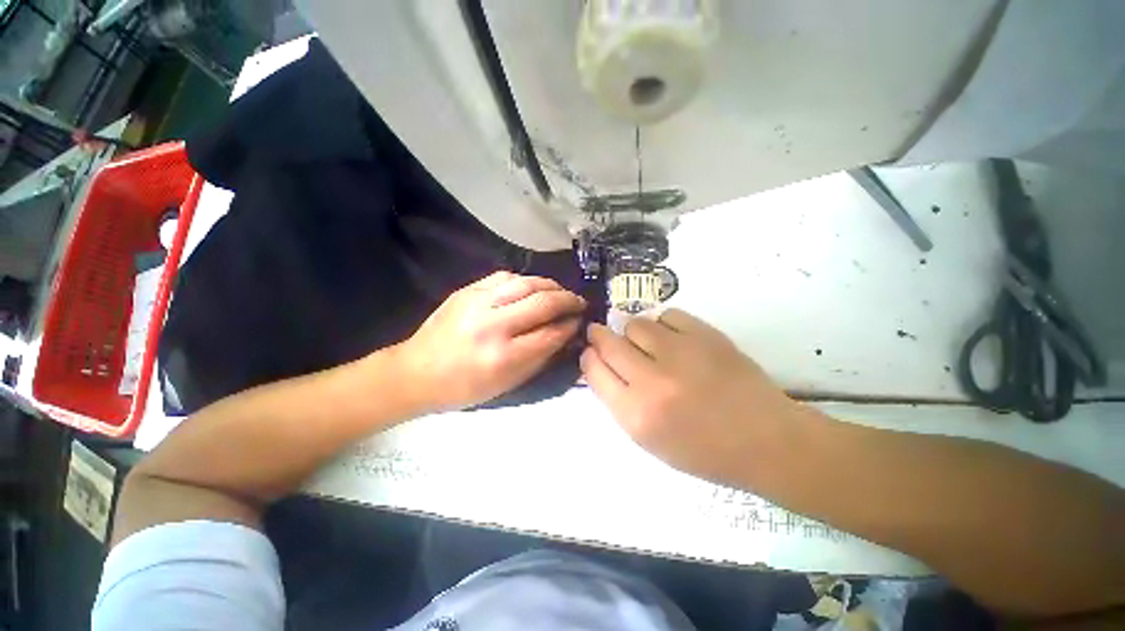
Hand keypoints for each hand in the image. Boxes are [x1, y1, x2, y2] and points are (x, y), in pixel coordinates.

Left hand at [398, 271, 585, 411]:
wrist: (415, 372)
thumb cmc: (464, 387)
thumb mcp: (508, 385)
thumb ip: (541, 358)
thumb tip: (565, 335)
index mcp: (503, 357)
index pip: (550, 334)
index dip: (570, 326)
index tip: (580, 322)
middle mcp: (492, 325)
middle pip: (543, 303)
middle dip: (568, 300)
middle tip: (579, 302)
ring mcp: (477, 303)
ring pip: (526, 283)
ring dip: (551, 285)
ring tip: (561, 292)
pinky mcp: (467, 290)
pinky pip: (505, 276)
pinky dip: (526, 280)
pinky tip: (534, 287)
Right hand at [580, 309, 809, 484]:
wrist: (765, 440)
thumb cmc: (704, 450)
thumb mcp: (649, 439)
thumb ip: (619, 400)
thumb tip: (600, 364)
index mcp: (636, 414)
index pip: (593, 370)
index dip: (589, 357)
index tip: (592, 352)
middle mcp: (652, 381)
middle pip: (608, 342)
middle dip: (599, 335)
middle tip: (601, 333)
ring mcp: (680, 353)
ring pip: (635, 324)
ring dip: (633, 332)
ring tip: (646, 343)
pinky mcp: (705, 335)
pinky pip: (667, 315)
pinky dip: (664, 325)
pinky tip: (674, 339)